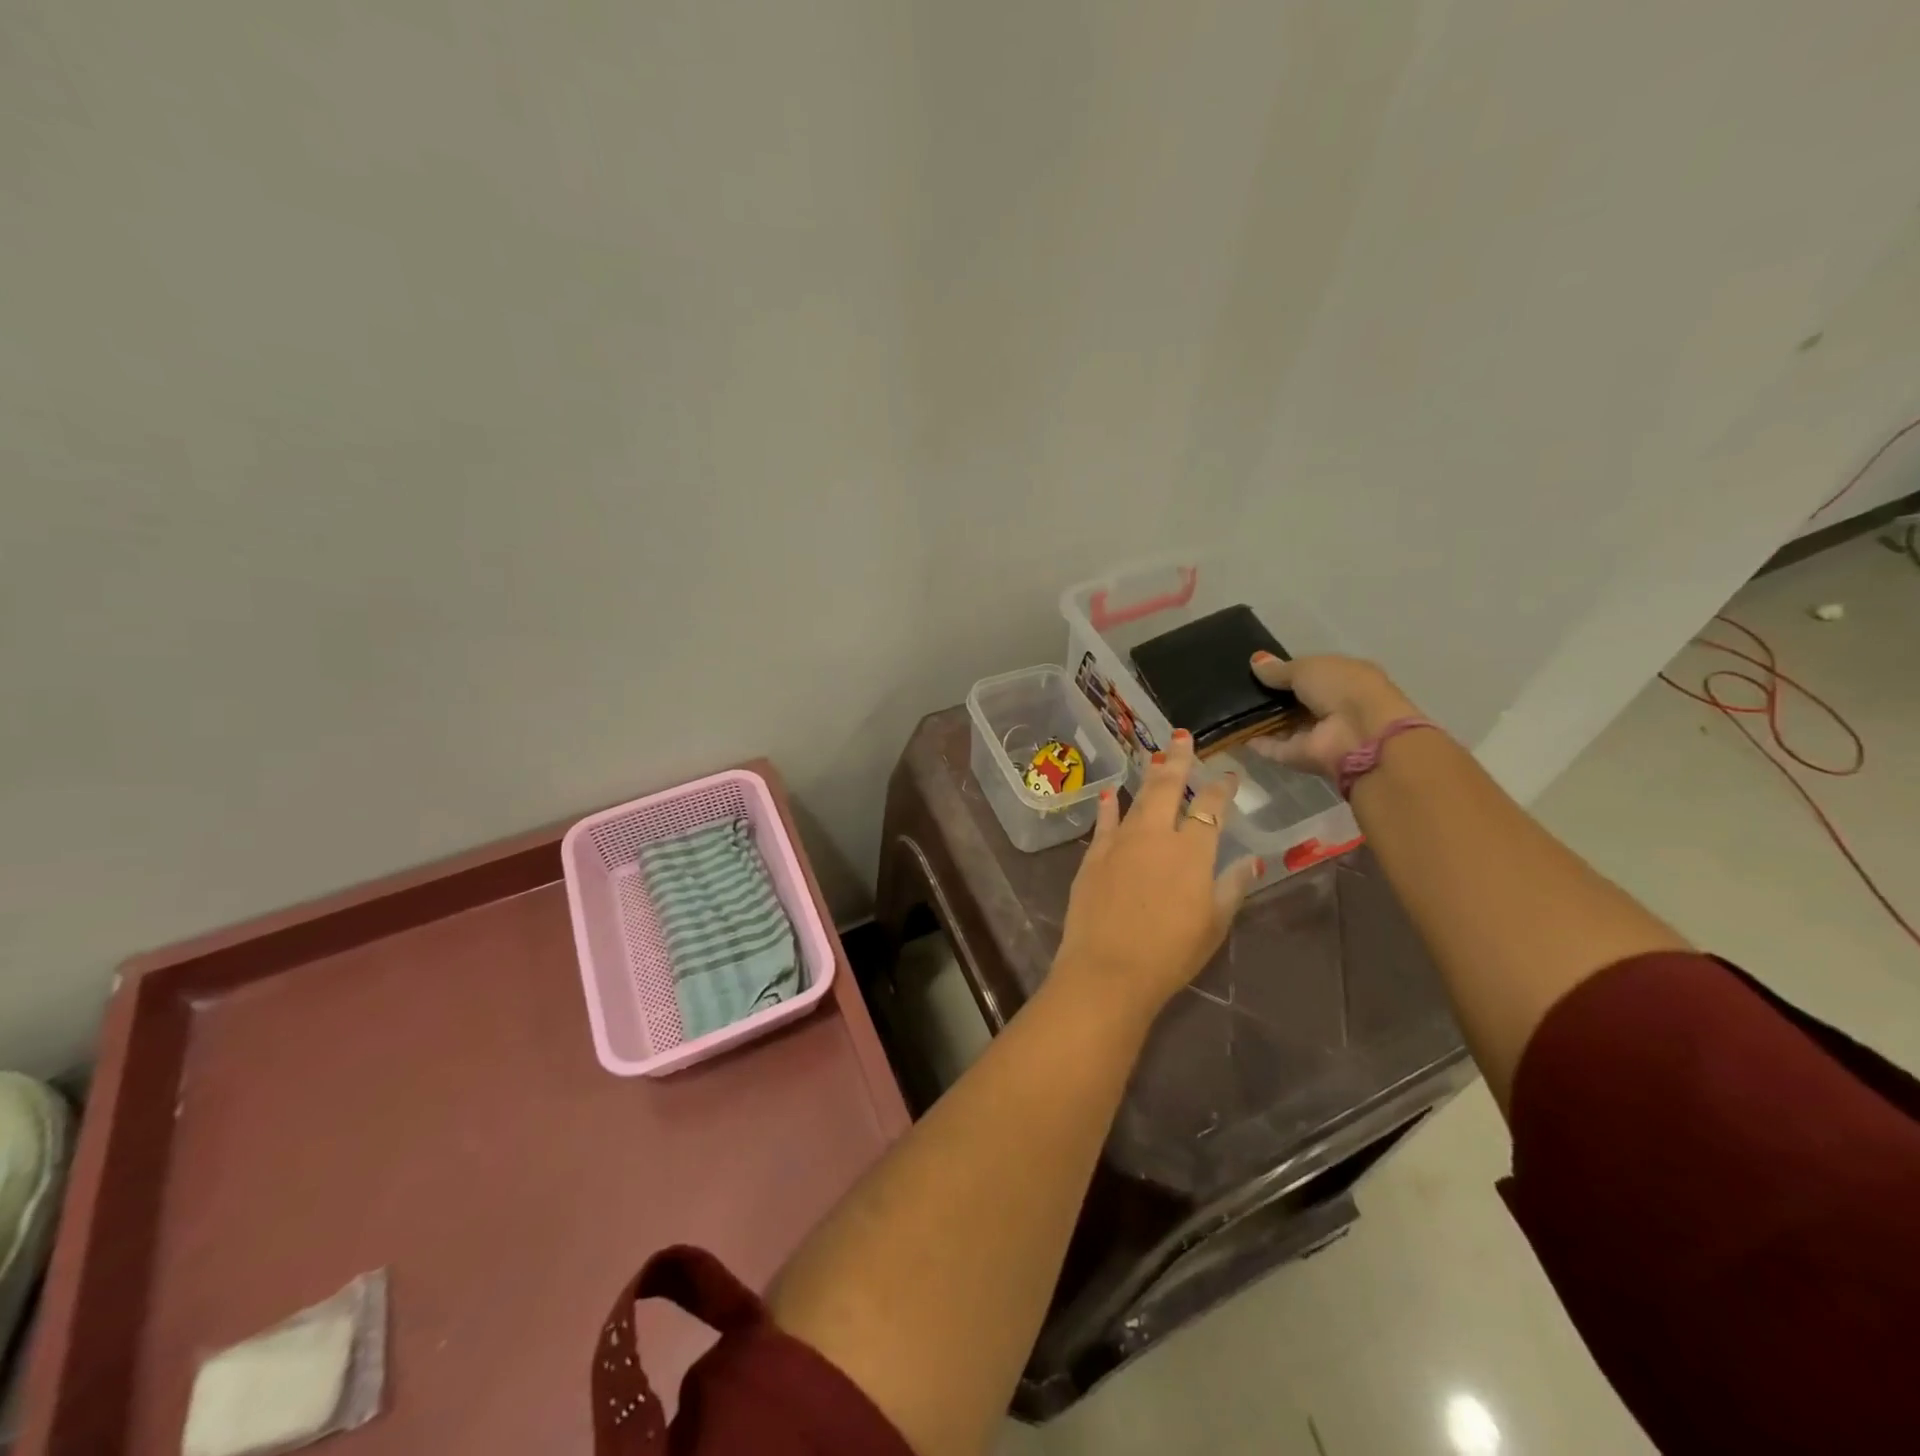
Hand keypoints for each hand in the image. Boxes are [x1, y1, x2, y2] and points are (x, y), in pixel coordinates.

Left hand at [1049, 730, 1260, 1023]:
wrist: (1108, 969)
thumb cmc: (1170, 953)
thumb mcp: (1213, 924)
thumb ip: (1231, 887)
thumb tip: (1251, 861)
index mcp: (1192, 851)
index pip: (1212, 808)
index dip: (1222, 788)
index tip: (1230, 774)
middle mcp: (1156, 835)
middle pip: (1169, 787)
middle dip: (1178, 760)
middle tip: (1183, 738)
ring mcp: (1120, 842)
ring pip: (1138, 799)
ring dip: (1148, 775)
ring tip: (1155, 756)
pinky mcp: (1093, 855)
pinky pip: (1104, 822)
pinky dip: (1109, 806)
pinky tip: (1111, 792)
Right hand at [1246, 653, 1420, 778]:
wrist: (1361, 736)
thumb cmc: (1343, 688)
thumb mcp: (1308, 667)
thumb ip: (1280, 669)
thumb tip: (1255, 661)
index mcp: (1344, 679)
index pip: (1311, 674)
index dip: (1286, 671)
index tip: (1256, 669)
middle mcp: (1332, 707)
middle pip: (1295, 701)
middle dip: (1270, 695)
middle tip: (1236, 687)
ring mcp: (1317, 734)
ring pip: (1283, 725)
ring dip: (1260, 718)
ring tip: (1228, 707)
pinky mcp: (1301, 756)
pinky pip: (1273, 747)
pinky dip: (1256, 742)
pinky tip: (1232, 731)